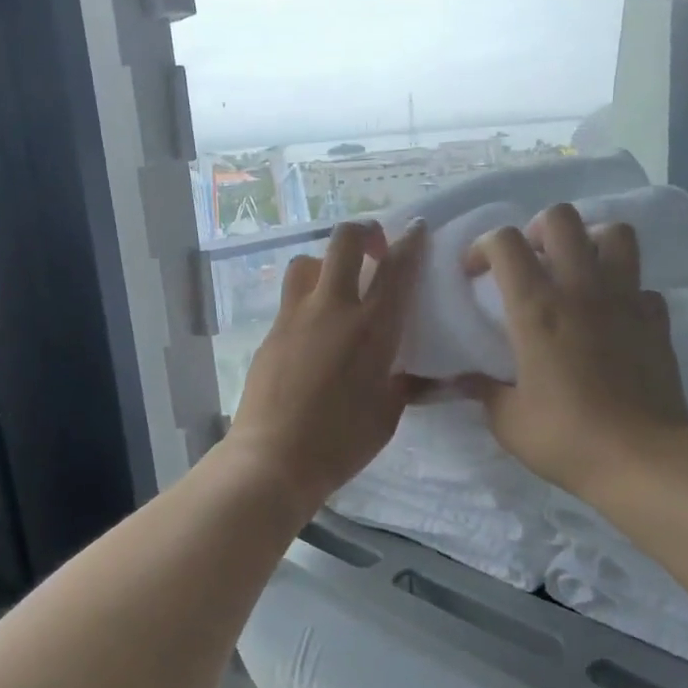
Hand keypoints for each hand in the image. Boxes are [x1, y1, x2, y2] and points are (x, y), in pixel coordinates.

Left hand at [224, 220, 427, 513]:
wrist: (274, 458)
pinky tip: (314, 329)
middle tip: (375, 250)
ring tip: (337, 287)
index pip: (397, 266)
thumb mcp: (388, 415)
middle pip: (344, 241)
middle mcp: (333, 308)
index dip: (410, 240)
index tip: (417, 229)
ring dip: (327, 262)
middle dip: (364, 232)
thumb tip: (416, 377)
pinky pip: (291, 298)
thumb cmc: (341, 442)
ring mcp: (295, 317)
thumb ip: (403, 385)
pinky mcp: (271, 333)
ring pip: (308, 261)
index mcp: (373, 327)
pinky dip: (308, 299)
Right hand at [462, 205, 687, 498]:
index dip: (483, 246)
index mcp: (536, 309)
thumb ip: (483, 391)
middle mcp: (581, 290)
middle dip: (537, 230)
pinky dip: (624, 291)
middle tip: (529, 262)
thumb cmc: (566, 438)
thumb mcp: (508, 421)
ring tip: (575, 272)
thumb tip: (464, 380)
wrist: (642, 459)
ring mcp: (625, 300)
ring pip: (614, 233)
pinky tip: (612, 317)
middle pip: (561, 218)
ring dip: (589, 243)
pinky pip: (641, 284)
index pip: (505, 243)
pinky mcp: (656, 319)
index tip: (474, 273)